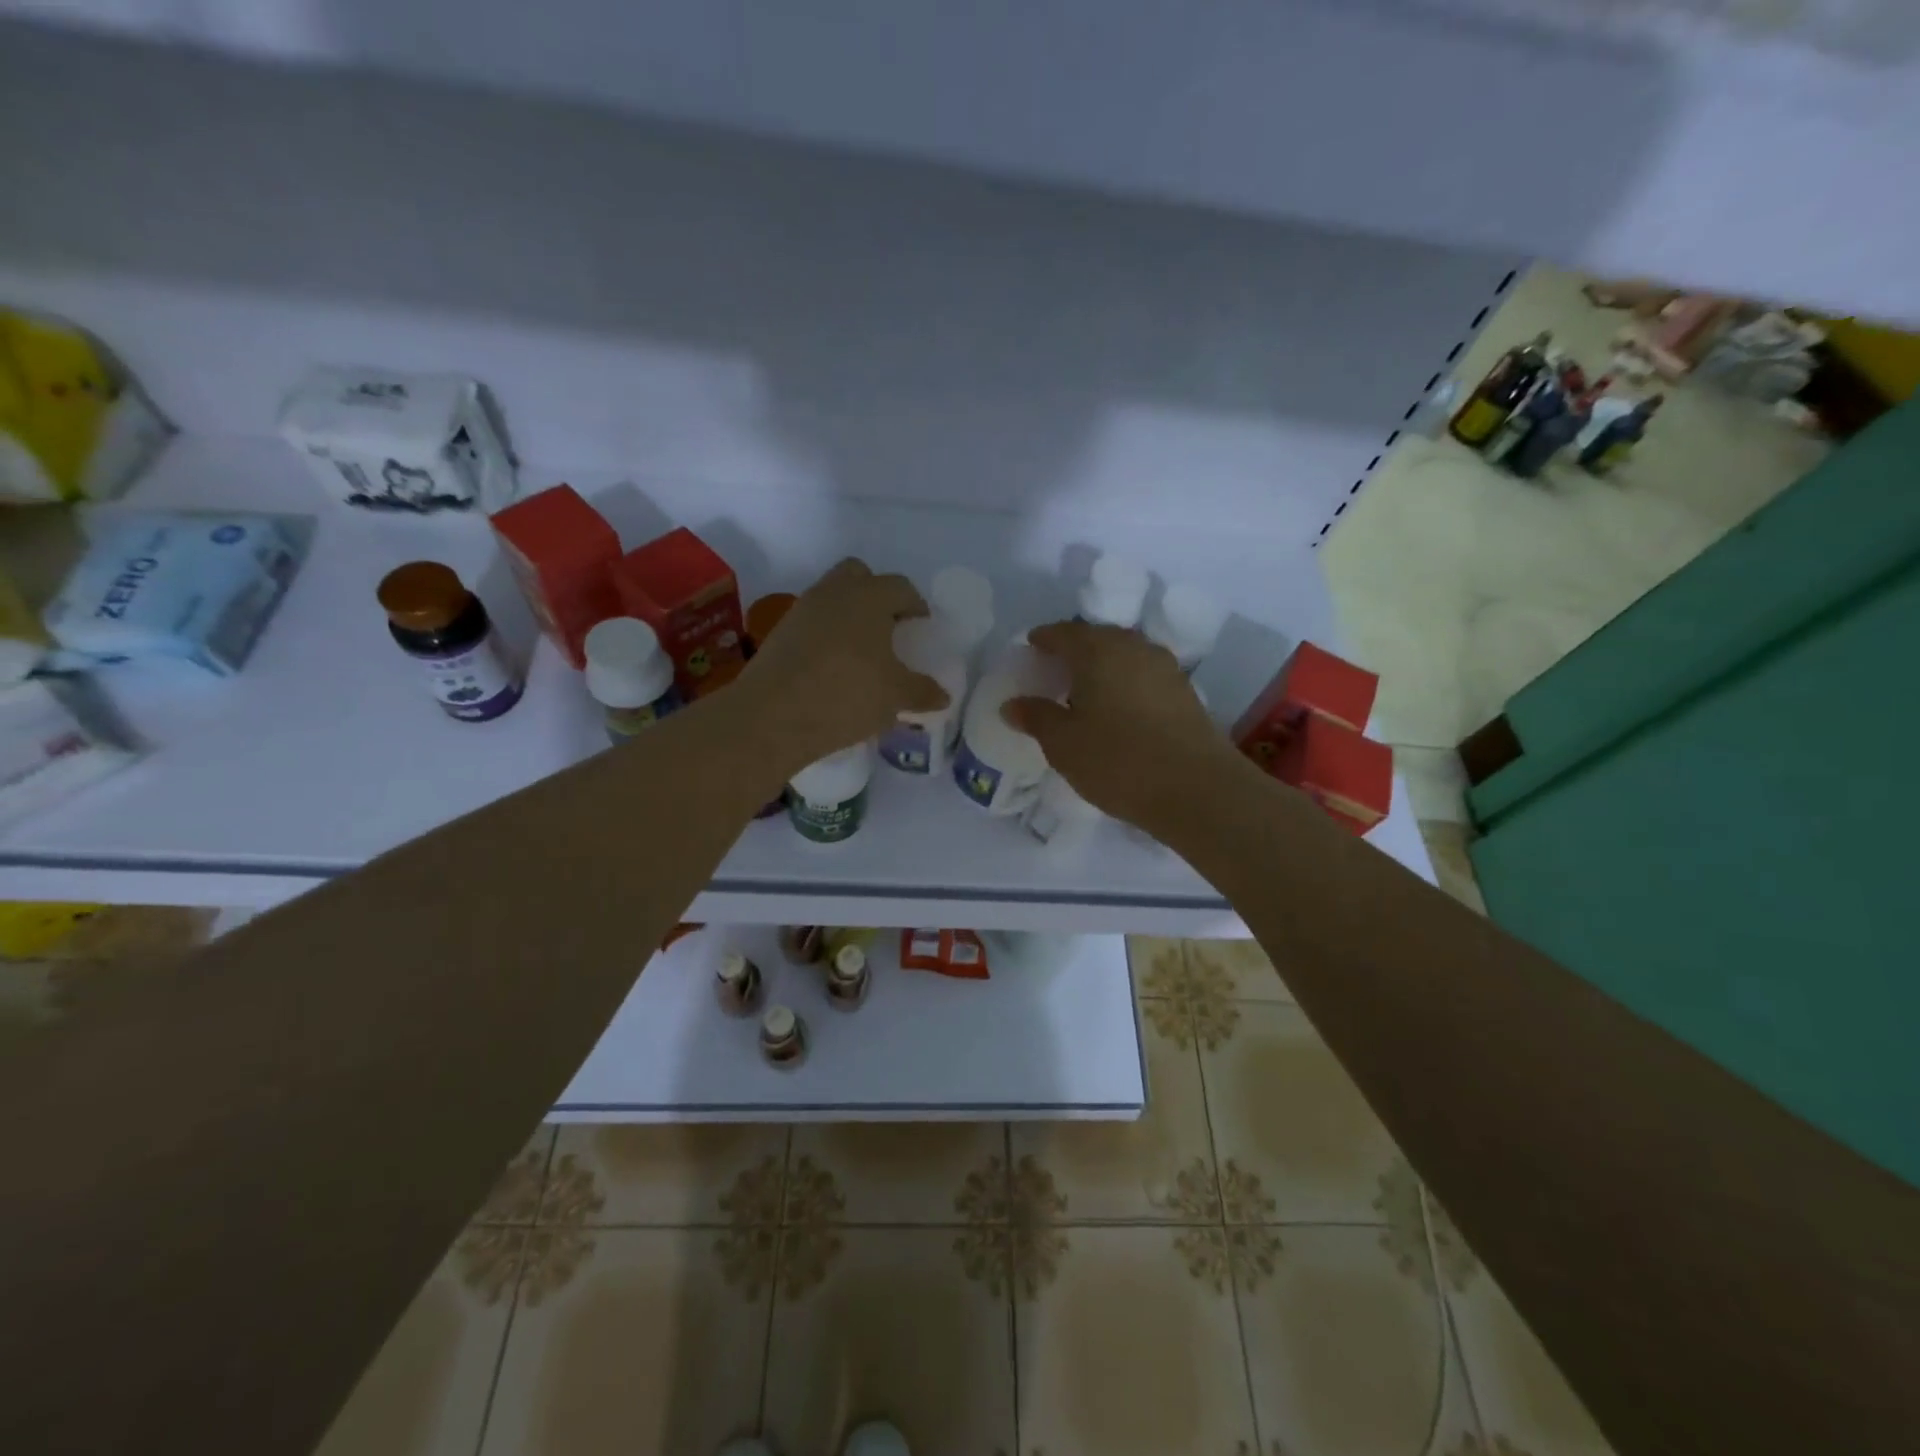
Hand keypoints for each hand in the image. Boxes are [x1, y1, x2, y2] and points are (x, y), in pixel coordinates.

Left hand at [739, 558, 948, 773]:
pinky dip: (827, 635)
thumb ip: (921, 691)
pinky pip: (812, 623)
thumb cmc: (846, 694)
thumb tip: (941, 695)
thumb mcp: (895, 696)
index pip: (900, 587)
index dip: (915, 605)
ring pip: (832, 598)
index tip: (922, 626)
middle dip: (877, 595)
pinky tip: (835, 667)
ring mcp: (802, 611)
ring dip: (849, 616)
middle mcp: (834, 593)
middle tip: (890, 628)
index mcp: (869, 596)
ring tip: (863, 652)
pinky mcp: (780, 634)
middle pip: (859, 576)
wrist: (772, 716)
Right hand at [1004, 620, 1240, 833]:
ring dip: (1102, 665)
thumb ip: (1036, 717)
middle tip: (1056, 670)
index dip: (1044, 639)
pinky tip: (1118, 707)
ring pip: (1124, 654)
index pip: (1063, 632)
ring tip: (1086, 690)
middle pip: (1097, 638)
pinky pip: (1143, 674)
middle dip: (1074, 649)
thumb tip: (1012, 704)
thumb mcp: (1063, 744)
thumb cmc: (1118, 761)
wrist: (1197, 789)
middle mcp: (1133, 647)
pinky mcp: (1184, 691)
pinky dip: (1125, 681)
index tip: (1031, 648)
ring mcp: (1164, 667)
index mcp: (1098, 651)